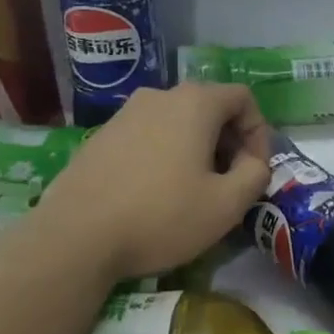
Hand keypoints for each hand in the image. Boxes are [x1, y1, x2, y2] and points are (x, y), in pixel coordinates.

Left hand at [40, 84, 270, 278]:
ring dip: (197, 150)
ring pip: (178, 122)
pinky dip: (165, 155)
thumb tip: (253, 162)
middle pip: (210, 107)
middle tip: (229, 183)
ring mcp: (125, 114)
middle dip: (229, 142)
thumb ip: (256, 174)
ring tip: (193, 191)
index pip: (243, 97)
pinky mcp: (101, 137)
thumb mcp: (227, 204)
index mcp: (195, 103)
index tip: (254, 170)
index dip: (259, 132)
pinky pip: (149, 136)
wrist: (75, 238)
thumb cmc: (162, 216)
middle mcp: (159, 96)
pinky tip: (156, 194)